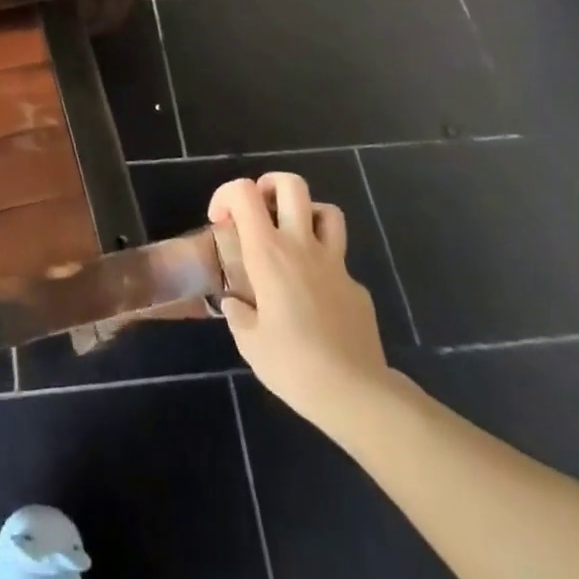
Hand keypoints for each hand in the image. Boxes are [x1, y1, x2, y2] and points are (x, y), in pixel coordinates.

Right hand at [209, 173, 392, 435]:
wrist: (356, 394)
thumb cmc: (294, 365)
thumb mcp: (250, 344)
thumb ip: (239, 315)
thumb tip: (235, 303)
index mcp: (268, 253)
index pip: (244, 193)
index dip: (227, 195)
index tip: (221, 222)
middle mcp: (302, 246)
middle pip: (292, 185)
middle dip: (270, 185)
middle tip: (259, 210)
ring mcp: (335, 264)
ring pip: (327, 211)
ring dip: (306, 214)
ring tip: (291, 237)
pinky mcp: (357, 287)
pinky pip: (339, 261)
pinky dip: (324, 266)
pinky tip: (316, 298)